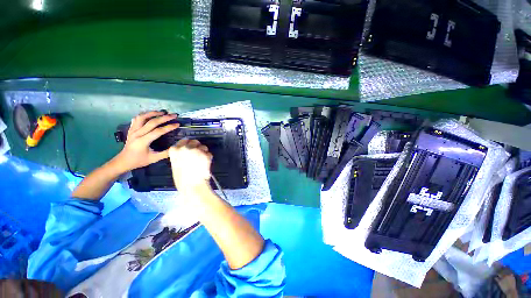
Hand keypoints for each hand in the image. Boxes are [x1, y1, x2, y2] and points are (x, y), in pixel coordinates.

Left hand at [115, 111, 179, 172]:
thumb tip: (177, 147)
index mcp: (143, 141)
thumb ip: (166, 153)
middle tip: (174, 115)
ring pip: (142, 117)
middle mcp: (137, 134)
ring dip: (153, 113)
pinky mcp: (131, 129)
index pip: (158, 131)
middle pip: (151, 122)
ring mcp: (133, 130)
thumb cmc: (139, 160)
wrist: (123, 161)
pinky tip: (151, 115)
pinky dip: (145, 115)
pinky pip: (137, 119)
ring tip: (162, 112)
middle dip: (164, 118)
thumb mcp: (154, 159)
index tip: (177, 124)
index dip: (169, 127)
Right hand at [169, 139, 212, 192]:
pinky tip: (206, 164)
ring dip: (203, 152)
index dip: (188, 145)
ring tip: (202, 161)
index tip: (190, 148)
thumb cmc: (182, 179)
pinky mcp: (205, 154)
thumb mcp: (176, 164)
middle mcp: (185, 148)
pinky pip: (209, 153)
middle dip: (197, 147)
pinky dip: (208, 157)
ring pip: (203, 147)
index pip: (183, 141)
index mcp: (175, 150)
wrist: (192, 185)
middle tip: (198, 154)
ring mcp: (196, 150)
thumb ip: (181, 156)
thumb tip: (187, 152)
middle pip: (194, 141)